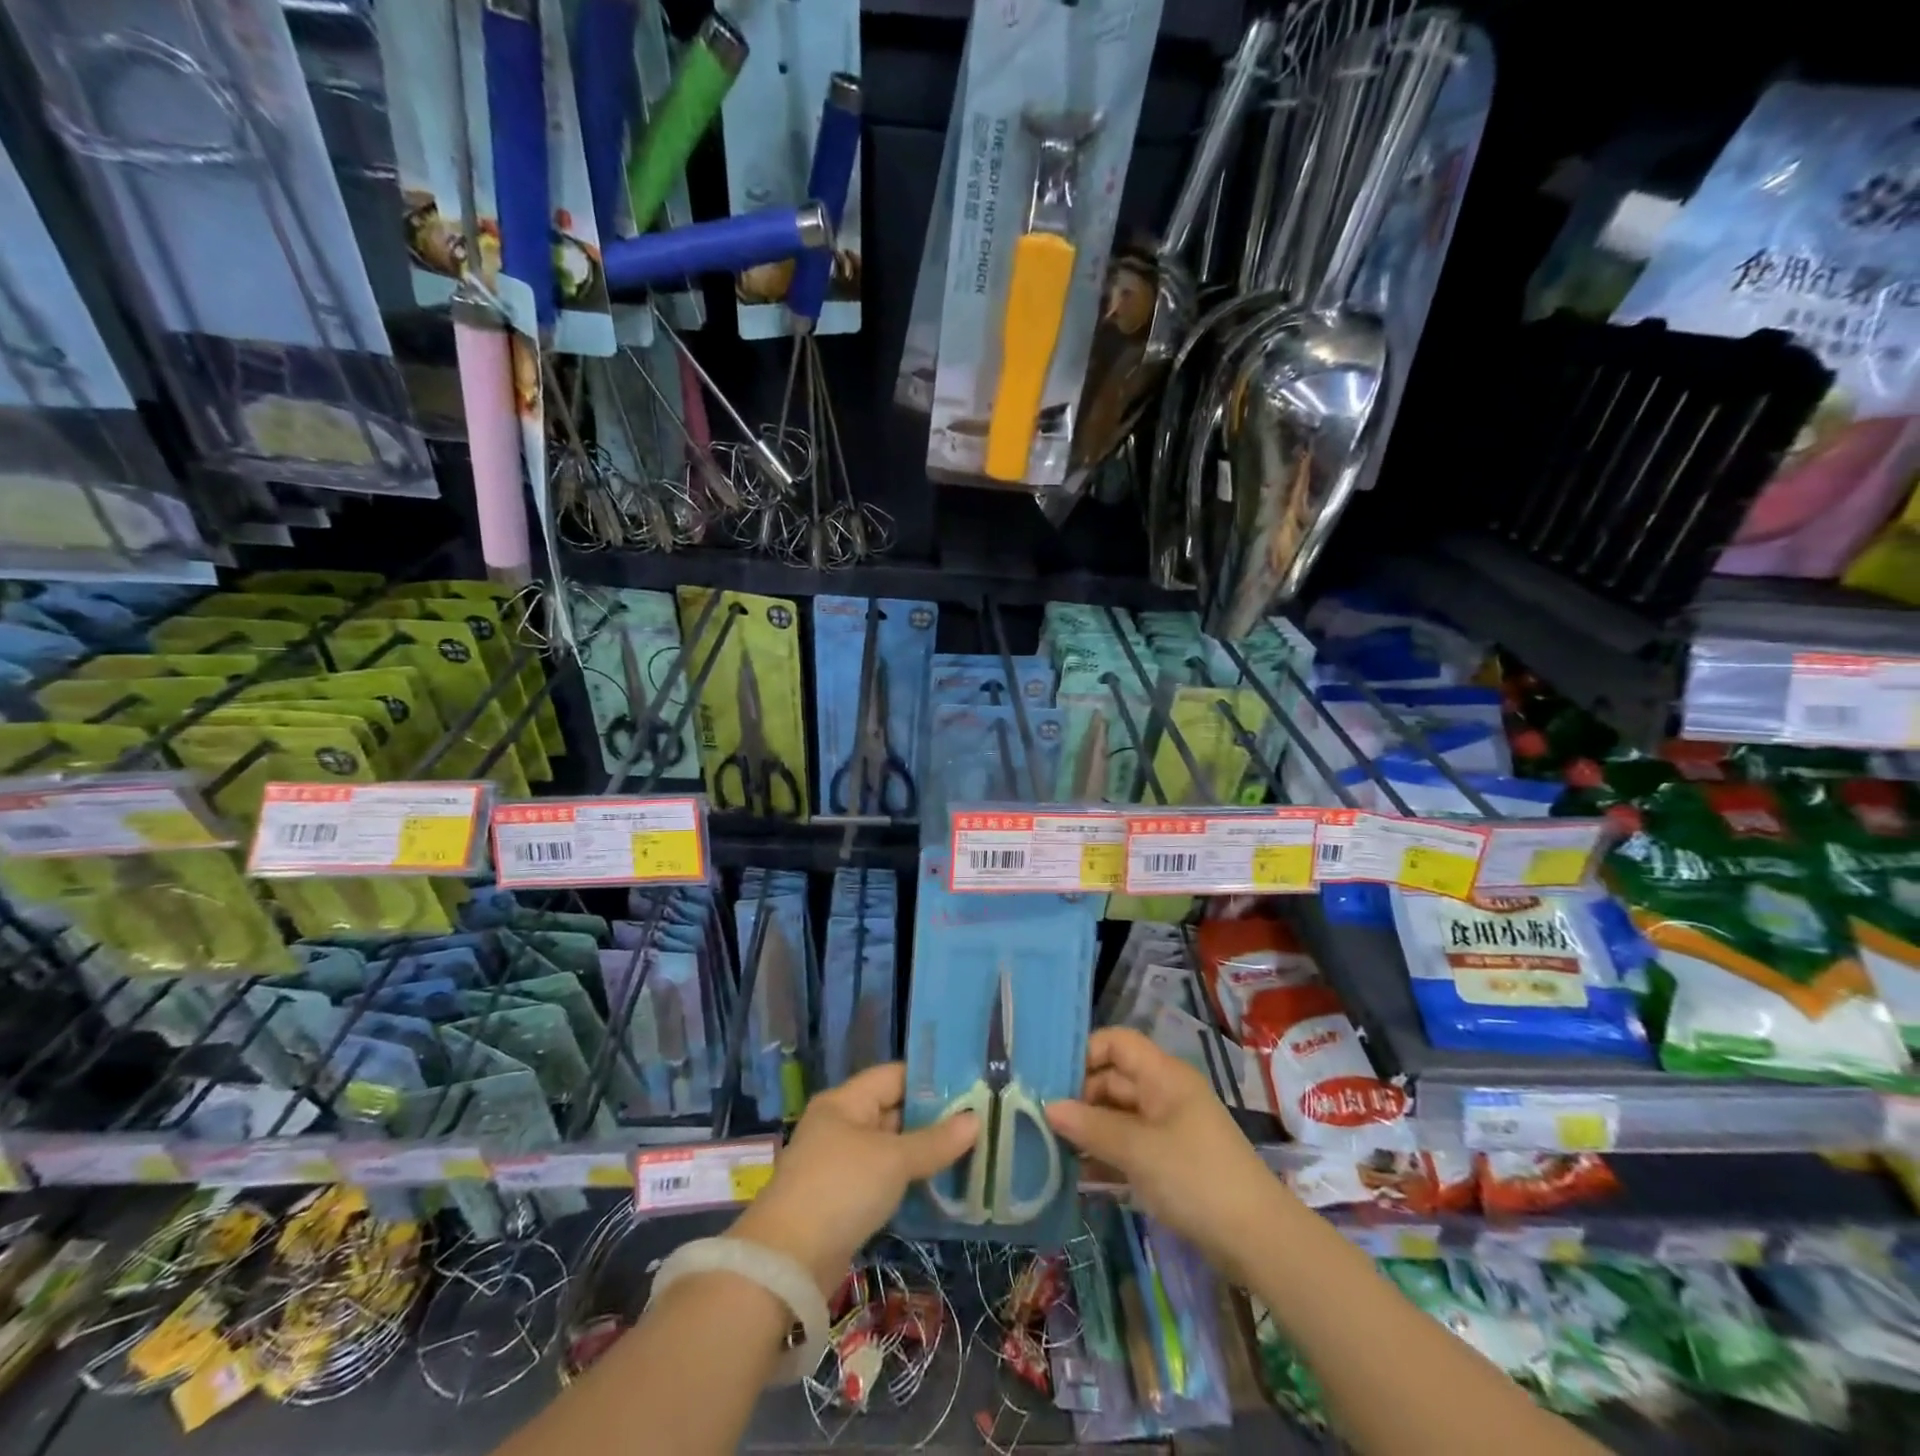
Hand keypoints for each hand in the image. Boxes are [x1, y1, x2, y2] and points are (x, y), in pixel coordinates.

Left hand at [733, 1064, 976, 1292]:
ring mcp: (839, 1163)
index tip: (969, 1086)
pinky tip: (939, 1186)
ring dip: (922, 1152)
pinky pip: (882, 1178)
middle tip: (976, 1121)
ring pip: (889, 1148)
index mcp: (845, 1102)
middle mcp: (840, 1125)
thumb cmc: (841, 1189)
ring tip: (968, 1152)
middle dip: (931, 1118)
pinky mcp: (841, 1200)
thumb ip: (935, 1141)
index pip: (893, 1076)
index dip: (930, 1079)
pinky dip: (907, 1180)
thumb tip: (975, 1120)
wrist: (787, 1263)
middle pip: (892, 1111)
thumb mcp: (894, 1161)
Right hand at [1045, 1028, 1283, 1283]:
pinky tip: (1076, 1175)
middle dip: (1079, 1097)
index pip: (1116, 1043)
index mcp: (1163, 1076)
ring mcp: (1167, 1128)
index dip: (1085, 1054)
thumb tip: (1048, 1107)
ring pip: (1117, 1115)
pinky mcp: (1169, 1161)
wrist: (1258, 1241)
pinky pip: (1128, 1145)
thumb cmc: (1197, 1179)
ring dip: (1088, 1129)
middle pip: (1113, 1079)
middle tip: (1041, 1120)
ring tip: (1050, 1148)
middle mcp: (1164, 1093)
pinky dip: (1104, 1155)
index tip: (1052, 1081)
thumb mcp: (1139, 1151)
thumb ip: (1091, 1127)